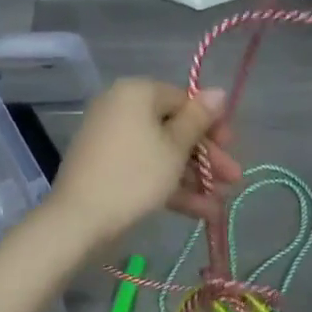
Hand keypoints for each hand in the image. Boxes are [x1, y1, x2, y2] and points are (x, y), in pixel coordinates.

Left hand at [48, 79, 239, 243]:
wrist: (79, 220)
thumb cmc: (135, 175)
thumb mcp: (175, 147)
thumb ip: (199, 119)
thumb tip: (219, 91)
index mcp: (137, 93)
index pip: (184, 99)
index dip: (212, 124)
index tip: (232, 147)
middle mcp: (122, 108)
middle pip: (174, 128)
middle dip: (206, 157)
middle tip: (233, 179)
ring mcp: (112, 139)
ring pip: (162, 152)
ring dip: (193, 177)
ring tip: (220, 203)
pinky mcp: (107, 167)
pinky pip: (145, 168)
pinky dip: (170, 186)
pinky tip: (202, 212)